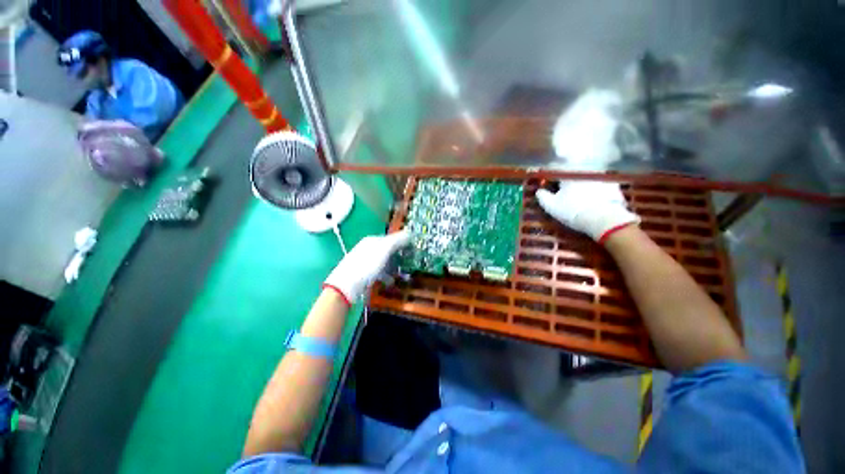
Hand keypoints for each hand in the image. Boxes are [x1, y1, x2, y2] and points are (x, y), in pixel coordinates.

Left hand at [323, 230, 410, 304]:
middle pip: (388, 250)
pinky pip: (378, 271)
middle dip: (398, 256)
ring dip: (393, 267)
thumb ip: (397, 241)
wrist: (346, 285)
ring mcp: (365, 261)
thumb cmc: (367, 265)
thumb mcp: (384, 250)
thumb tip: (409, 233)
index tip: (412, 249)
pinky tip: (390, 281)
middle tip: (408, 262)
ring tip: (401, 274)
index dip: (402, 242)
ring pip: (384, 261)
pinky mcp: (363, 273)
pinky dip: (385, 275)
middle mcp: (368, 249)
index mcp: (372, 240)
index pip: (391, 238)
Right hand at [536, 181, 639, 243]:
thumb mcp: (551, 206)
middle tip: (564, 189)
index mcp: (568, 174)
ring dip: (582, 183)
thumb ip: (542, 196)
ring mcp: (600, 177)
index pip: (556, 170)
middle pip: (573, 172)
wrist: (603, 219)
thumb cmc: (572, 211)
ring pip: (588, 177)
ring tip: (578, 195)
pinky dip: (596, 189)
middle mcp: (584, 171)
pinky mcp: (613, 185)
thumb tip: (539, 191)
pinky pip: (601, 184)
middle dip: (567, 179)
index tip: (548, 184)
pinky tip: (594, 199)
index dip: (551, 177)